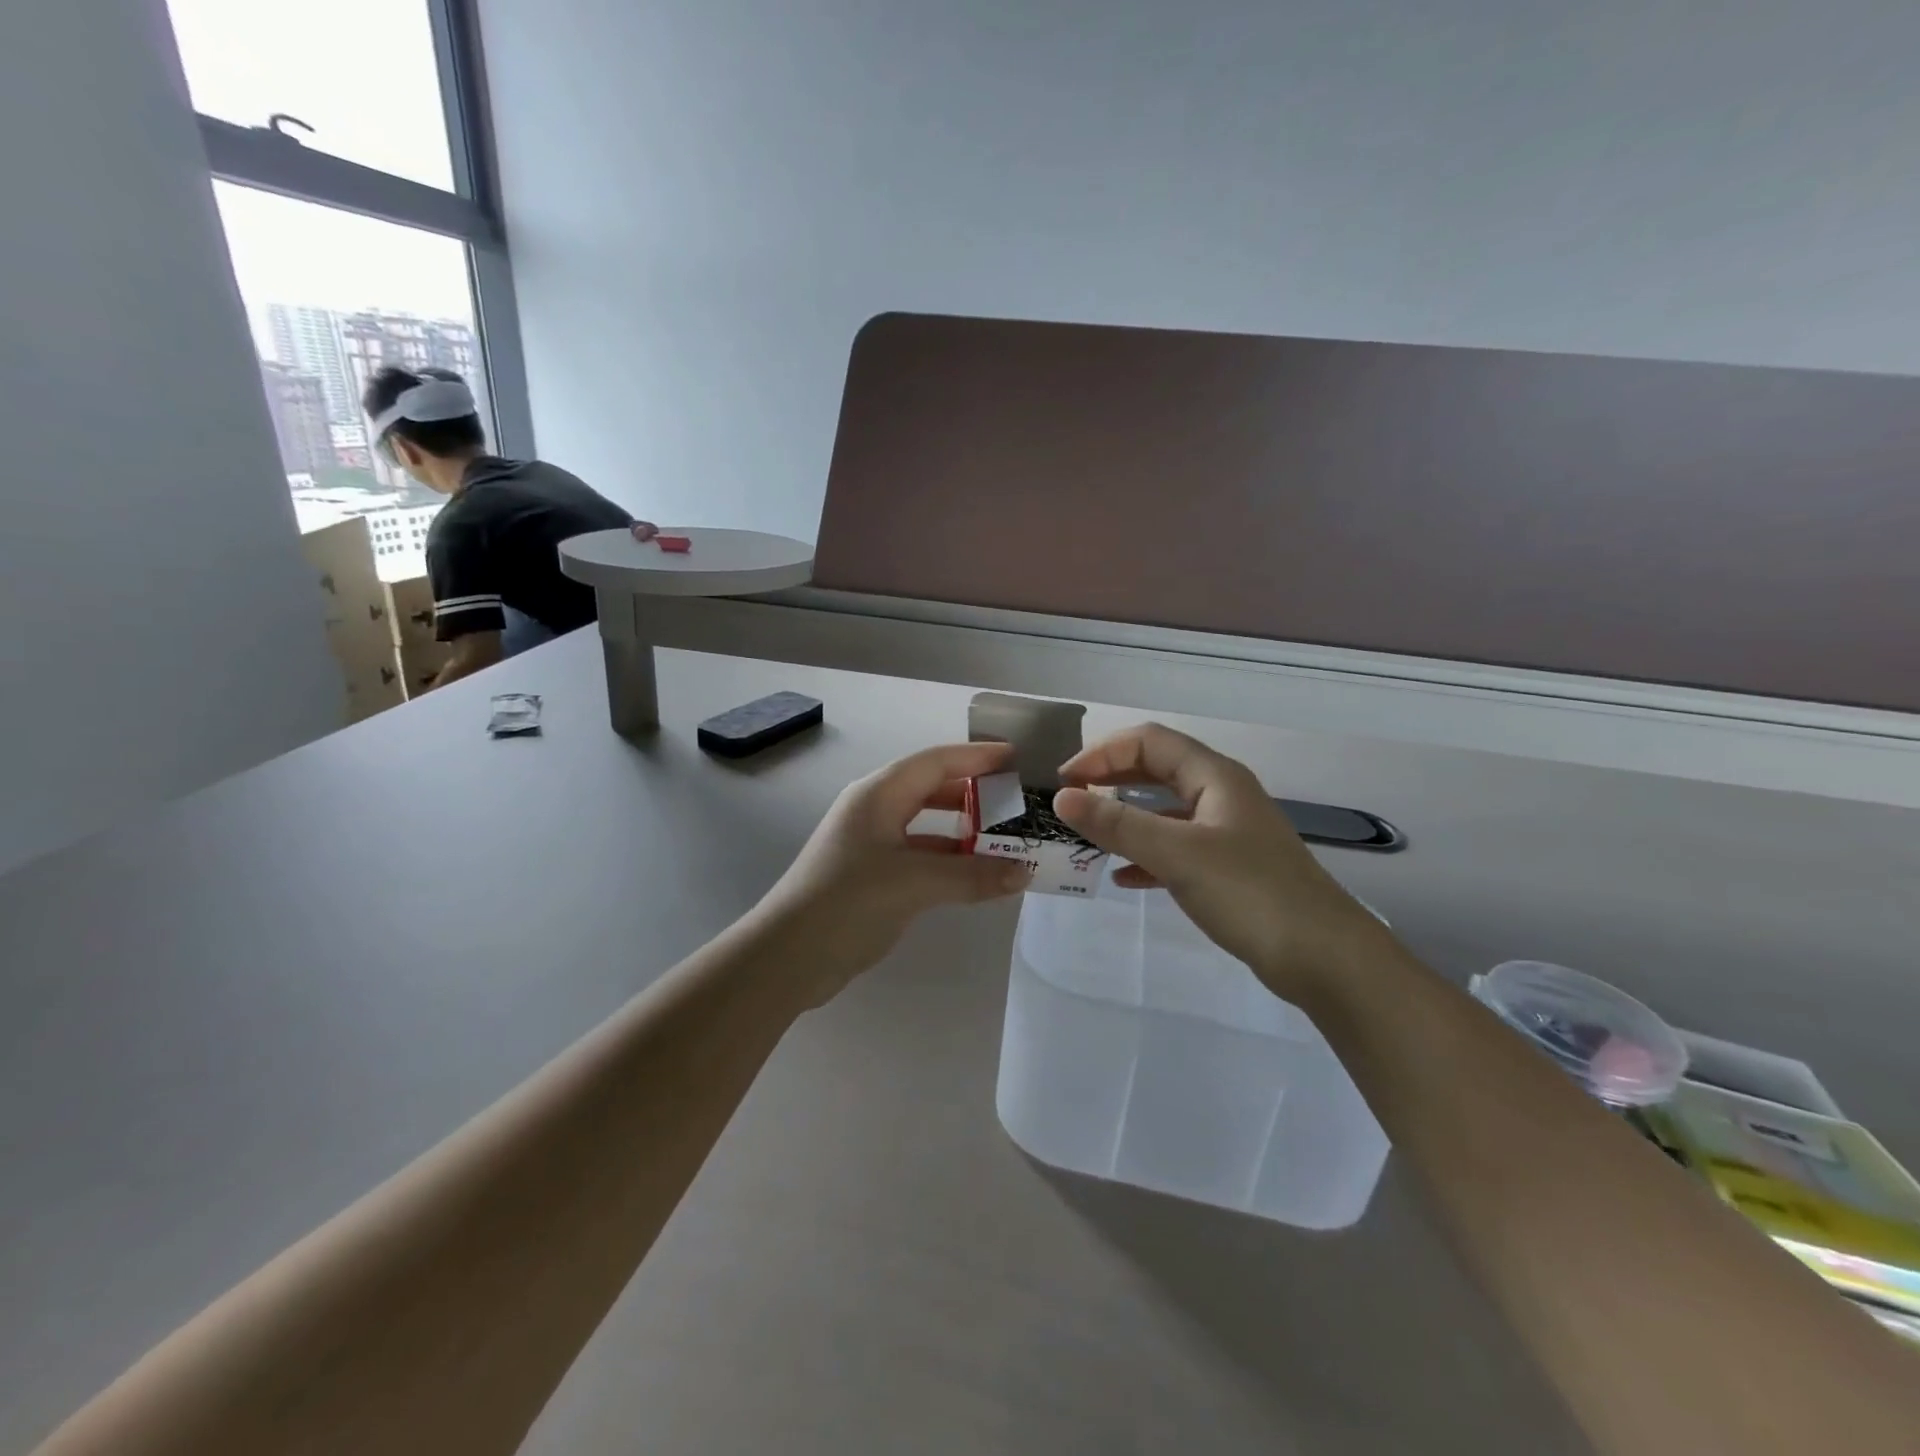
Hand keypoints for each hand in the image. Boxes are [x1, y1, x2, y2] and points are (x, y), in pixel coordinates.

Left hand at [754, 741, 1031, 1001]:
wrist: (788, 957)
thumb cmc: (847, 903)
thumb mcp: (913, 884)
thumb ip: (971, 875)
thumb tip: (1024, 872)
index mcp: (879, 794)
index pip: (936, 761)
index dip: (977, 757)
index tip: (1017, 759)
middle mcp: (875, 810)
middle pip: (932, 787)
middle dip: (974, 792)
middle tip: (1016, 800)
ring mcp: (872, 842)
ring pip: (928, 823)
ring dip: (965, 828)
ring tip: (1006, 836)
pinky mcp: (873, 874)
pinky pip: (921, 853)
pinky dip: (950, 858)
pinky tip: (977, 872)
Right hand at [1052, 723, 1392, 1000]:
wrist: (1325, 959)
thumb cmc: (1250, 893)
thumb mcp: (1178, 854)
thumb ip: (1118, 825)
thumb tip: (1062, 798)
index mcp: (1215, 776)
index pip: (1149, 742)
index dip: (1103, 754)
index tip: (1065, 782)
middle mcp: (1221, 795)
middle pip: (1157, 770)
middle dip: (1111, 780)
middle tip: (1070, 800)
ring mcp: (1227, 833)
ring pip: (1165, 811)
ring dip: (1125, 818)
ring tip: (1087, 835)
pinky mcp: (1229, 868)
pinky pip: (1176, 848)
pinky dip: (1146, 855)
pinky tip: (1123, 877)